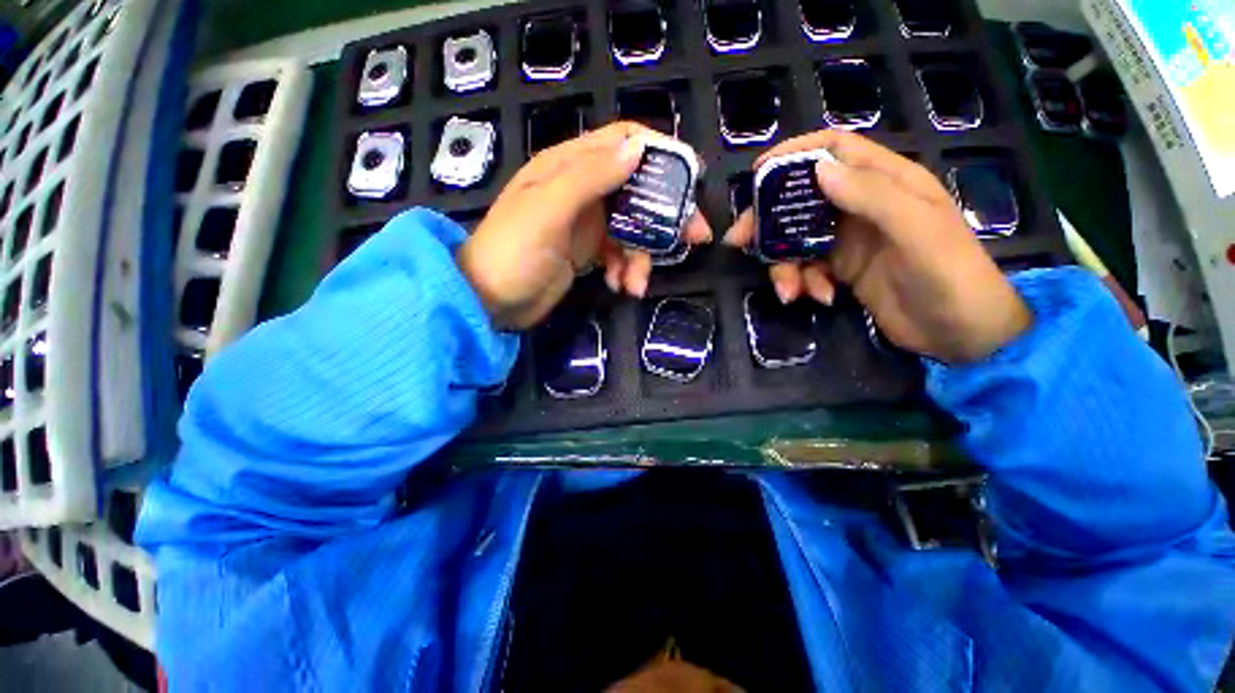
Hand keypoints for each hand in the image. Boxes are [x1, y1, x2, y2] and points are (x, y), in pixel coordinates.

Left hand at [458, 122, 711, 329]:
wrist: (489, 302)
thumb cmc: (513, 253)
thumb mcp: (548, 210)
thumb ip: (591, 177)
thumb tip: (639, 148)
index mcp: (568, 166)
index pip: (622, 141)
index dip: (659, 153)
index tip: (690, 179)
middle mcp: (581, 189)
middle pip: (637, 188)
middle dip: (666, 215)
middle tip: (694, 238)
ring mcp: (586, 223)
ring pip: (632, 228)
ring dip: (642, 257)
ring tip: (637, 284)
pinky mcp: (587, 252)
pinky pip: (620, 254)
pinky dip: (626, 270)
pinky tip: (621, 288)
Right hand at [724, 130, 1030, 362]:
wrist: (961, 333)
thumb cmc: (950, 275)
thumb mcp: (917, 230)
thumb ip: (871, 195)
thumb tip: (818, 168)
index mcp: (886, 182)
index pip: (835, 150)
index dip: (795, 154)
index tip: (756, 174)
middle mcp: (862, 205)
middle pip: (801, 199)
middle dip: (767, 221)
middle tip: (739, 241)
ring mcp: (849, 239)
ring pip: (796, 239)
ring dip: (784, 265)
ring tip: (789, 291)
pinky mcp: (841, 269)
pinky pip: (806, 268)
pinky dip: (803, 282)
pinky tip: (818, 298)